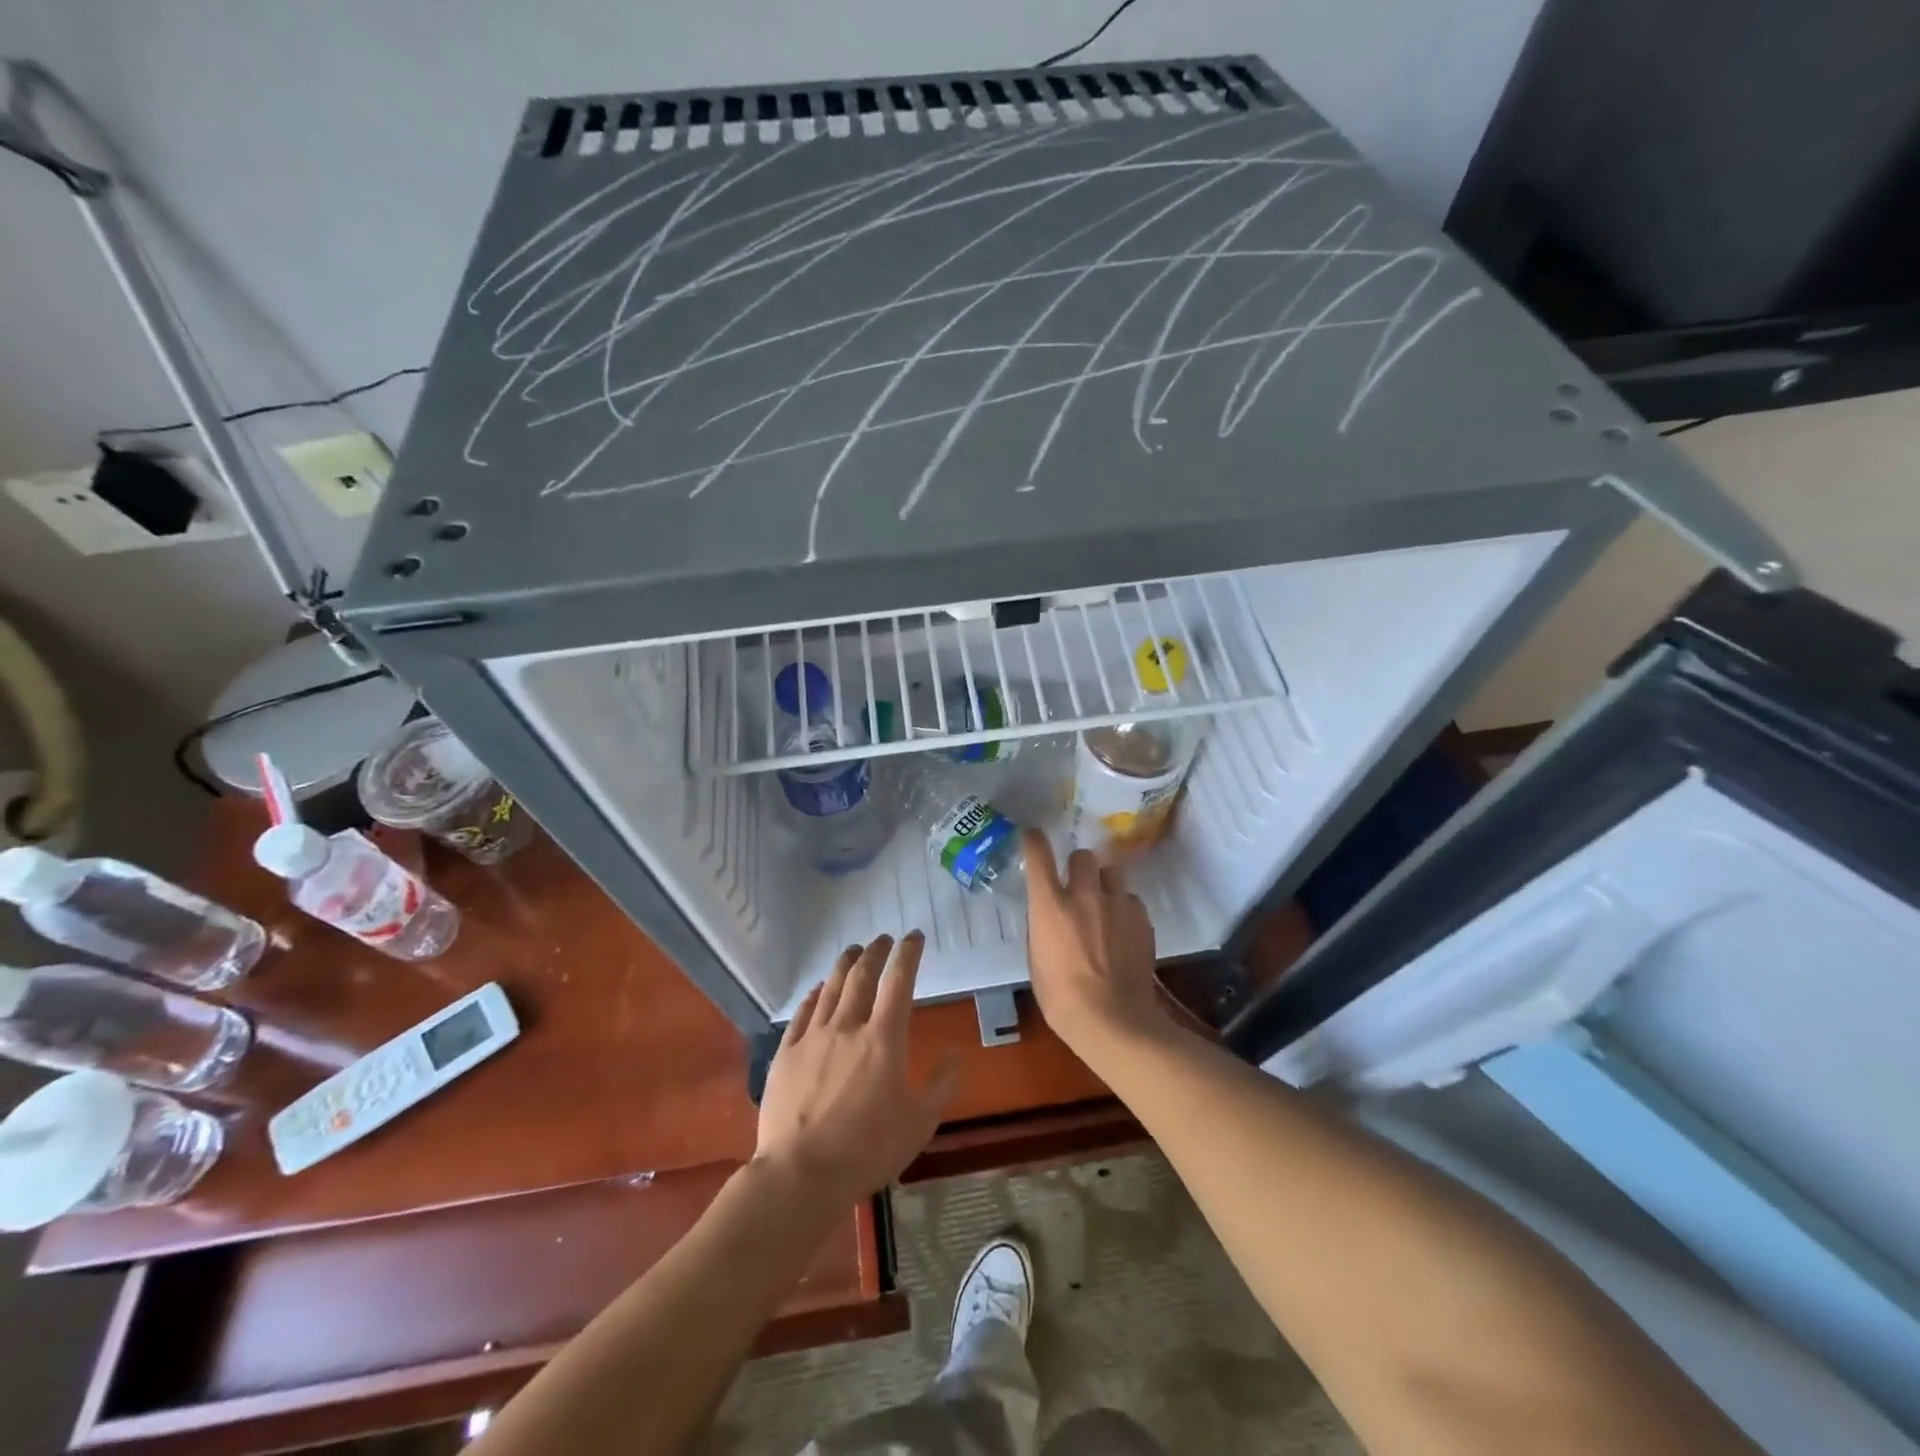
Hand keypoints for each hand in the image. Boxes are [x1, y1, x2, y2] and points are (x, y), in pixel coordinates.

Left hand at [755, 933, 956, 1206]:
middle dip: (875, 952)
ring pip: (832, 988)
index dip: (908, 954)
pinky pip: (803, 1013)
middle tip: (882, 939)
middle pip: (862, 976)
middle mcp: (848, 1026)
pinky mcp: (786, 1053)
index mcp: (883, 1039)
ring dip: (846, 964)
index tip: (914, 936)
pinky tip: (818, 989)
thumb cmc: (868, 1150)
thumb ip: (940, 1085)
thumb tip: (954, 1055)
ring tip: (854, 951)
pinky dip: (815, 995)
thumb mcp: (919, 1123)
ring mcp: (813, 1037)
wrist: (801, 1174)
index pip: (899, 981)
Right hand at [1023, 830, 1168, 1053]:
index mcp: (1050, 905)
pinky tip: (1122, 929)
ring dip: (1104, 883)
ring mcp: (1117, 904)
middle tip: (1077, 884)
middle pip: (1083, 856)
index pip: (1039, 854)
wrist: (1113, 1019)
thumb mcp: (1037, 959)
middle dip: (1078, 866)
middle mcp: (1084, 894)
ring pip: (1112, 872)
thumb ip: (1043, 926)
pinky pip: (1131, 900)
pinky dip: (1124, 908)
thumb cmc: (1061, 997)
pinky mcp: (1142, 919)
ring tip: (1104, 904)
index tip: (1033, 836)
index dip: (1034, 840)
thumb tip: (1049, 915)